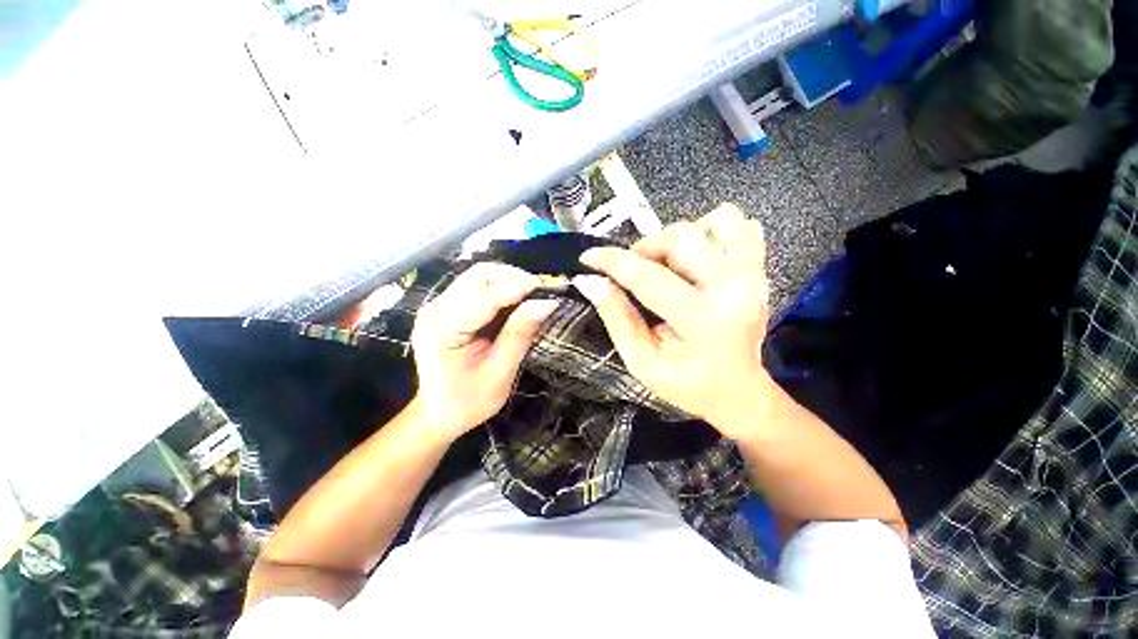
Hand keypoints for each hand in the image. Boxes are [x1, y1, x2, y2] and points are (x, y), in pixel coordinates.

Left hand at [409, 263, 558, 440]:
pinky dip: (501, 288)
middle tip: (542, 296)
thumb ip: (520, 334)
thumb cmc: (468, 401)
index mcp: (445, 329)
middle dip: (515, 279)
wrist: (438, 412)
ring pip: (479, 276)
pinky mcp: (446, 306)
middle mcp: (436, 309)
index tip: (550, 292)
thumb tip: (547, 303)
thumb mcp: (499, 373)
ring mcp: (439, 305)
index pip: (485, 295)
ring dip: (509, 281)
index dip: (519, 287)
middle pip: (479, 276)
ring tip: (531, 298)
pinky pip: (477, 286)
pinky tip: (515, 302)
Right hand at [574, 203, 776, 438]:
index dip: (612, 261)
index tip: (588, 257)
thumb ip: (617, 320)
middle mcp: (734, 289)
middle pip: (681, 238)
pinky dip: (712, 231)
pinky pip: (740, 226)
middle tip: (633, 271)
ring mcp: (753, 275)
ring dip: (678, 238)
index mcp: (702, 321)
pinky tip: (698, 257)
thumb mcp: (642, 363)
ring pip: (713, 222)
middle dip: (645, 248)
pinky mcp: (760, 270)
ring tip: (667, 264)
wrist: (739, 392)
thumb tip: (593, 282)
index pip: (647, 276)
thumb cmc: (688, 385)